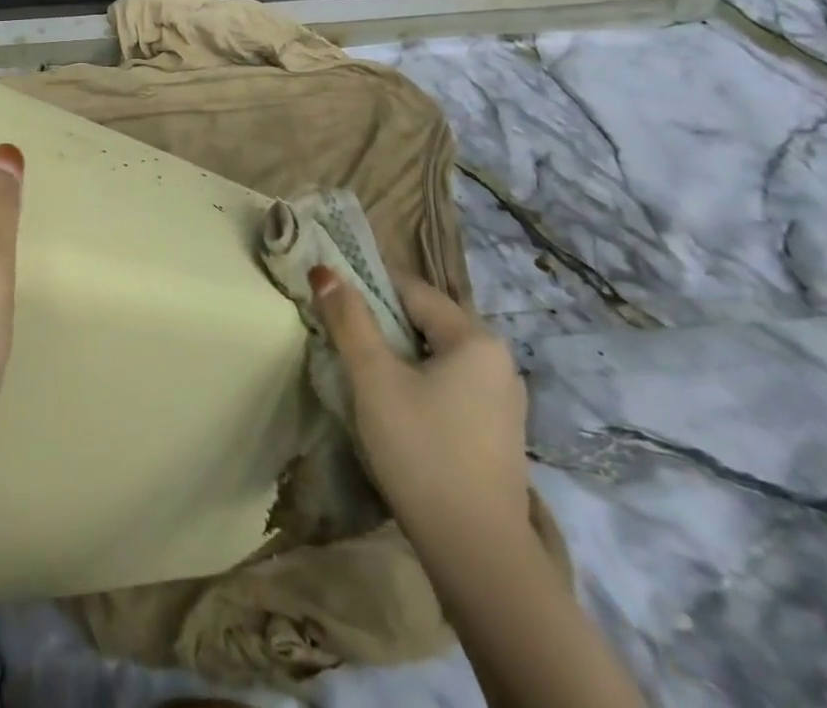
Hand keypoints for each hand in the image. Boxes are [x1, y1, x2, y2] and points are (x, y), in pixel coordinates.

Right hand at [309, 268, 529, 542]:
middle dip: (378, 324)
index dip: (365, 288)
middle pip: (423, 320)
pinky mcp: (497, 432)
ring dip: (396, 356)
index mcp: (475, 338)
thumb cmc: (422, 451)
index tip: (329, 304)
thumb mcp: (374, 378)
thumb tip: (324, 269)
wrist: (478, 556)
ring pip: (434, 355)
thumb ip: (348, 319)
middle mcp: (498, 360)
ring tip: (360, 375)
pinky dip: (417, 383)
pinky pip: (449, 384)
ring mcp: (502, 399)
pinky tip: (394, 408)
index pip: (409, 288)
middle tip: (339, 342)